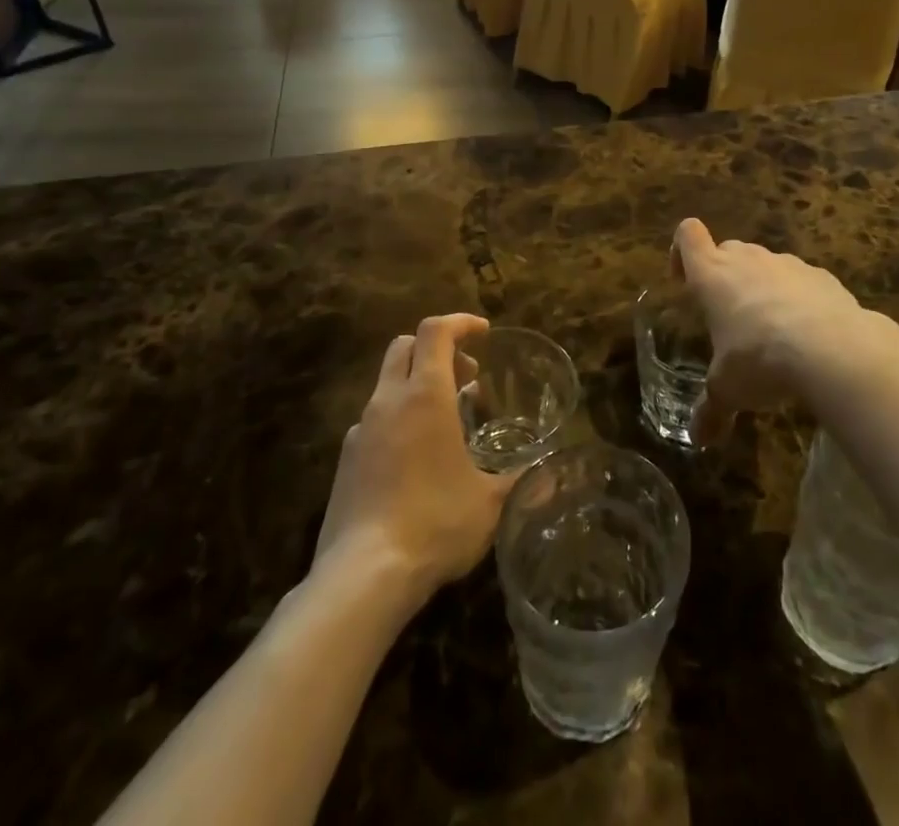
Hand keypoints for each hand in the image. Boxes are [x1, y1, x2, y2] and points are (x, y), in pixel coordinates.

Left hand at [315, 315, 514, 605]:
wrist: (362, 576)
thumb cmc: (435, 523)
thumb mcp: (490, 503)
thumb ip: (521, 481)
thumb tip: (552, 476)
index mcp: (425, 395)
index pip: (436, 331)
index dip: (460, 323)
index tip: (484, 333)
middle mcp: (388, 401)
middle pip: (406, 345)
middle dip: (438, 349)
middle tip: (467, 375)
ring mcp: (361, 429)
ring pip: (387, 382)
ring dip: (418, 384)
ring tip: (446, 420)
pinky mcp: (345, 460)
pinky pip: (374, 420)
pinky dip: (398, 419)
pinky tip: (414, 459)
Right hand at [671, 218, 880, 444]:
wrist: (833, 349)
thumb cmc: (759, 360)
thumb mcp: (727, 390)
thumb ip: (711, 410)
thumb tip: (698, 439)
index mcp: (712, 274)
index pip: (688, 235)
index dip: (682, 251)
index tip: (685, 280)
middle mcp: (747, 259)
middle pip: (727, 249)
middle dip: (723, 275)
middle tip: (727, 315)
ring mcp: (787, 264)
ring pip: (765, 264)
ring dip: (762, 287)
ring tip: (770, 331)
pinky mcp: (823, 276)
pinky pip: (801, 281)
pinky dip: (798, 299)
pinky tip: (808, 335)